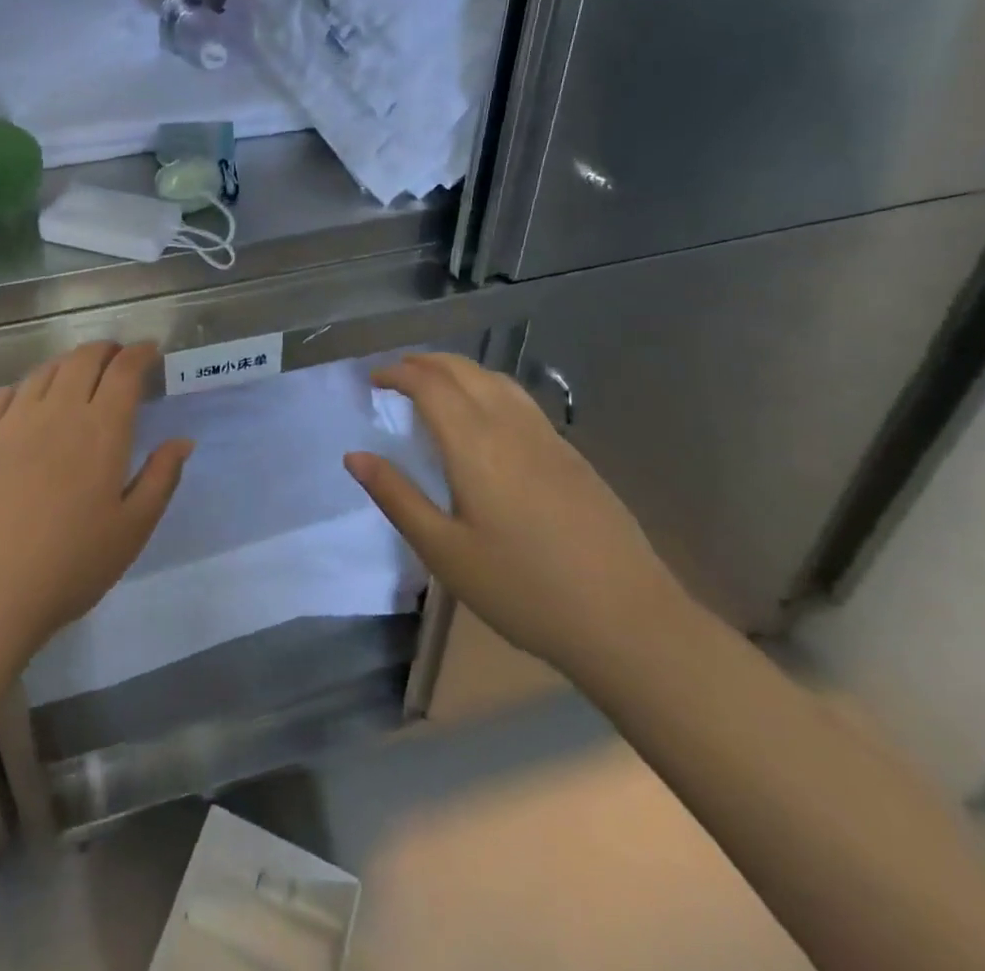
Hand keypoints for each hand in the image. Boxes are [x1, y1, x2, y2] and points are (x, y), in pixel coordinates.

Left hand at [0, 342, 193, 668]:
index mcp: (101, 429)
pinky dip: (26, 386)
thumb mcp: (132, 530)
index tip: (150, 351)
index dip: (140, 353)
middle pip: (83, 359)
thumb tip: (182, 441)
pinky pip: (5, 394)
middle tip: (117, 358)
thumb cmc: (70, 565)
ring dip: (67, 364)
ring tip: (77, 375)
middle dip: (105, 350)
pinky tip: (28, 400)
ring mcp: (13, 420)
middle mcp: (58, 410)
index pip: (125, 371)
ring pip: (44, 372)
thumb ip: (161, 478)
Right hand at [345, 353, 687, 676]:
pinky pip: (520, 400)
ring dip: (459, 370)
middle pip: (464, 371)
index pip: (430, 385)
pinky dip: (487, 387)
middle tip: (396, 373)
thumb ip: (398, 497)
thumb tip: (355, 456)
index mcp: (476, 446)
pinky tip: (485, 416)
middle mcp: (511, 428)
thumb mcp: (445, 552)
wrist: (629, 622)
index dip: (398, 373)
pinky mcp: (573, 456)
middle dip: (426, 362)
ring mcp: (548, 439)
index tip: (373, 380)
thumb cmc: (524, 590)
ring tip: (435, 384)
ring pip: (497, 380)